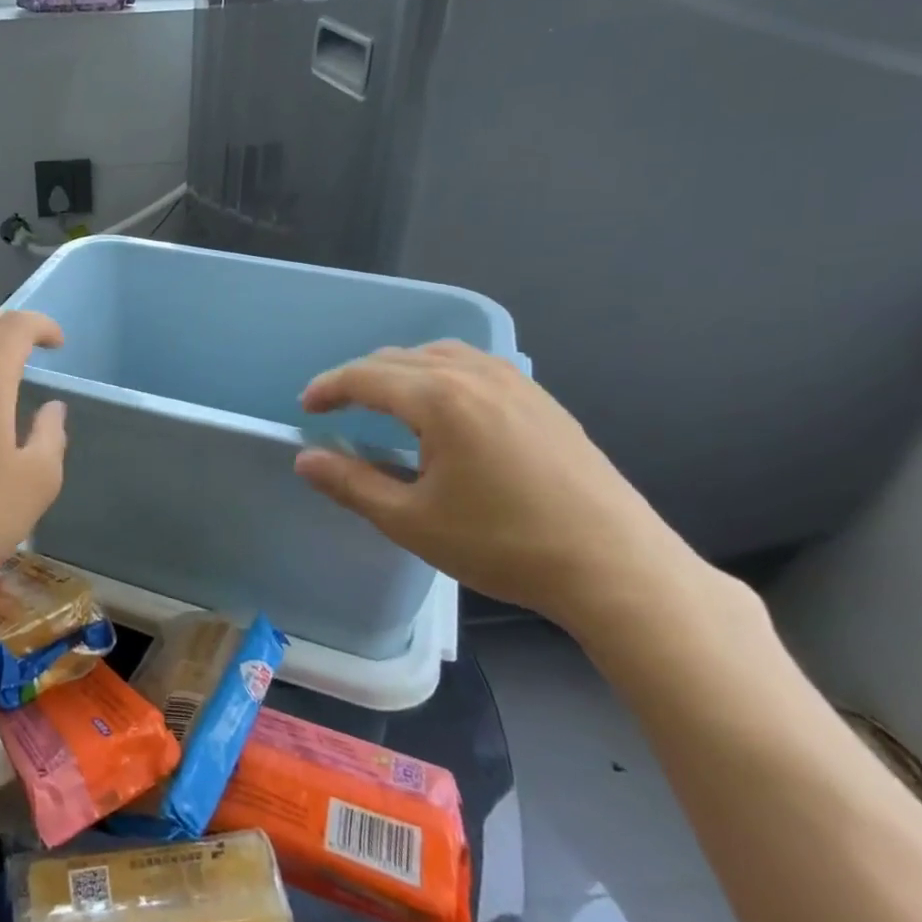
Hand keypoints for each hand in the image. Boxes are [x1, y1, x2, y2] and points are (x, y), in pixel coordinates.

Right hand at [293, 342, 697, 631]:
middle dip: (359, 378)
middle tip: (336, 408)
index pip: (365, 376)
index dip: (328, 388)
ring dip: (400, 370)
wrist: (616, 567)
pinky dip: (439, 372)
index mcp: (439, 399)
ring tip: (384, 401)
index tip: (306, 409)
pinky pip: (474, 365)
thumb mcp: (411, 521)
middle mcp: (475, 375)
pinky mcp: (542, 399)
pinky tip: (443, 406)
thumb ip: (351, 483)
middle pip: (399, 358)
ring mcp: (515, 382)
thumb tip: (304, 459)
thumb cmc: (504, 544)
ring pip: (439, 354)